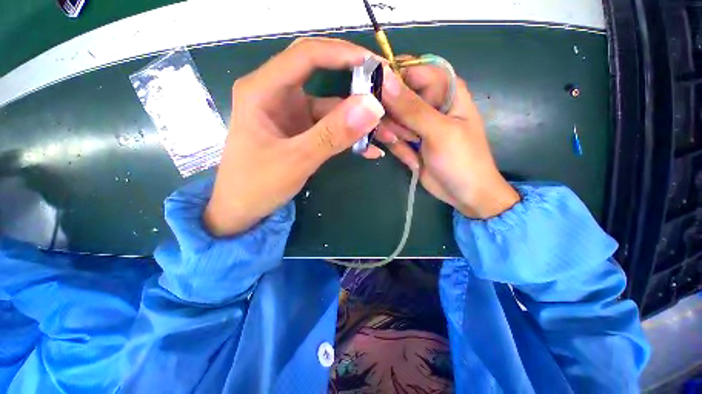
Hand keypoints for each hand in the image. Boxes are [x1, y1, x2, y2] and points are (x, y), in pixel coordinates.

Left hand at [204, 38, 384, 235]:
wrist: (242, 210)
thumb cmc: (256, 185)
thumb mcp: (296, 160)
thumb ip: (332, 134)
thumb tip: (372, 106)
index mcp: (263, 89)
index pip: (306, 55)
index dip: (343, 54)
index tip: (377, 66)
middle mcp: (277, 94)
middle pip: (322, 74)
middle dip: (355, 81)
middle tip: (386, 91)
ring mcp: (291, 114)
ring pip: (331, 105)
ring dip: (358, 118)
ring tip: (387, 130)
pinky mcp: (301, 132)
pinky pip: (330, 127)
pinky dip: (349, 135)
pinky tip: (370, 149)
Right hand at [375, 61, 519, 218]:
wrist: (464, 194)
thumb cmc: (461, 160)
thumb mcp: (439, 132)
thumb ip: (412, 108)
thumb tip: (384, 78)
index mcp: (445, 89)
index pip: (412, 70)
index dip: (392, 78)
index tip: (376, 94)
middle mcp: (429, 102)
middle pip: (396, 95)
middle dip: (393, 116)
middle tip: (402, 134)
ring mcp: (417, 123)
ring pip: (390, 118)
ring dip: (394, 134)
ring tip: (409, 147)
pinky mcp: (409, 140)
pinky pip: (392, 136)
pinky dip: (397, 147)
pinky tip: (412, 159)